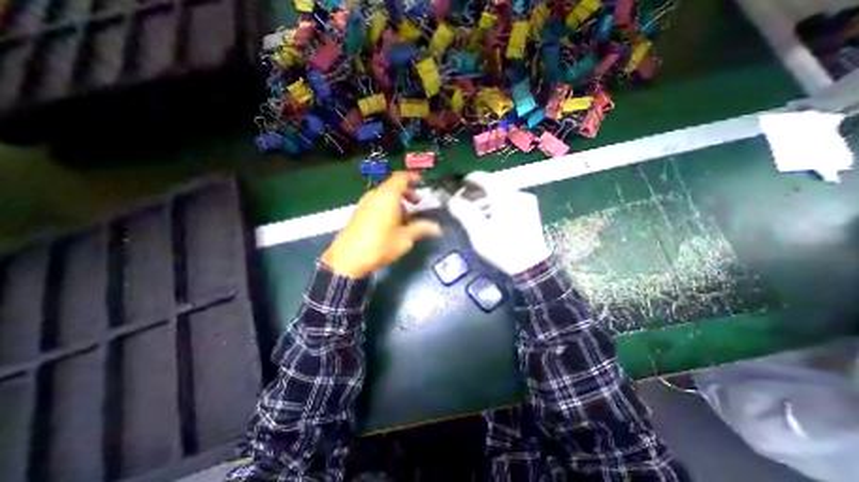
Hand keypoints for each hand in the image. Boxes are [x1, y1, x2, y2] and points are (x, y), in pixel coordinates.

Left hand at [323, 172, 442, 278]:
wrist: (347, 259)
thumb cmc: (380, 245)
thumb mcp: (405, 238)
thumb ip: (421, 229)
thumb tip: (437, 228)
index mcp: (387, 196)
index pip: (401, 177)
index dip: (412, 177)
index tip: (420, 182)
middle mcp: (374, 195)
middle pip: (392, 187)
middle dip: (406, 193)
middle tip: (416, 204)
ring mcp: (363, 204)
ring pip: (383, 196)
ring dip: (396, 202)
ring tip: (404, 219)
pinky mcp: (357, 213)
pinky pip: (375, 204)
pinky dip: (386, 207)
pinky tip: (389, 225)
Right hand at [450, 172, 549, 275]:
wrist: (530, 266)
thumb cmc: (502, 249)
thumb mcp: (479, 232)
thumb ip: (464, 213)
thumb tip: (452, 201)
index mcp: (505, 198)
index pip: (485, 179)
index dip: (471, 180)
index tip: (460, 184)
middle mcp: (517, 195)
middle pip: (493, 186)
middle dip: (476, 192)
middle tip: (464, 201)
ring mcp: (526, 203)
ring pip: (501, 194)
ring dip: (485, 200)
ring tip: (474, 211)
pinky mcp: (530, 211)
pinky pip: (508, 201)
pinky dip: (496, 205)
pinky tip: (488, 217)